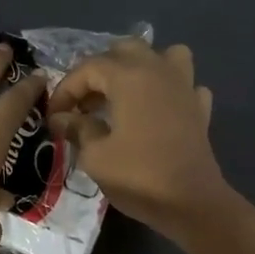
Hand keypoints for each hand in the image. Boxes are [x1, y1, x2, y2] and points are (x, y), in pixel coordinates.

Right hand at [47, 39, 227, 237]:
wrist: (191, 203)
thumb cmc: (138, 177)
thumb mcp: (96, 157)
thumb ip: (77, 129)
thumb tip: (62, 118)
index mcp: (129, 77)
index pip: (88, 68)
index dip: (66, 89)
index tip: (54, 116)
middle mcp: (158, 70)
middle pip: (124, 50)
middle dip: (99, 72)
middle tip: (85, 104)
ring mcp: (184, 87)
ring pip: (163, 55)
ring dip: (141, 68)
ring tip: (126, 94)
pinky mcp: (200, 108)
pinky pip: (185, 85)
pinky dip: (170, 91)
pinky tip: (160, 111)